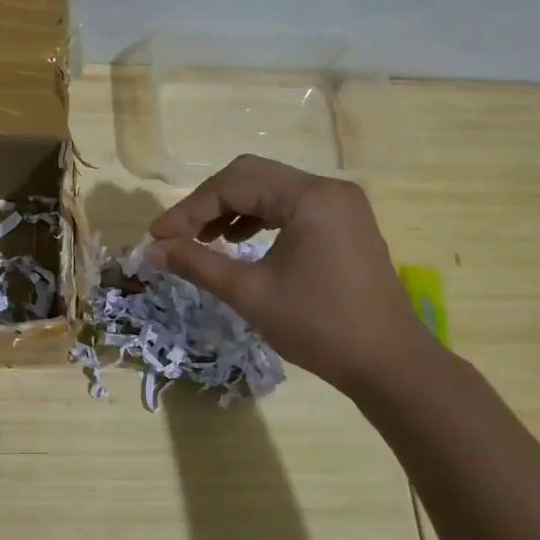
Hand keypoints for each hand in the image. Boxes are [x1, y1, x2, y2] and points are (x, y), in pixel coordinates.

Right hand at [145, 154, 432, 396]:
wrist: (388, 364)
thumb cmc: (317, 327)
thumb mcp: (249, 294)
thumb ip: (196, 264)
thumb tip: (151, 250)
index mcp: (309, 198)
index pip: (234, 184)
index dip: (189, 209)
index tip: (157, 237)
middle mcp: (327, 190)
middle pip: (251, 176)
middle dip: (207, 204)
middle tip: (177, 236)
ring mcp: (340, 205)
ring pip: (270, 189)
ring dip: (231, 209)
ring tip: (204, 240)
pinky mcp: (344, 224)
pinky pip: (290, 206)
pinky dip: (258, 218)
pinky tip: (239, 242)